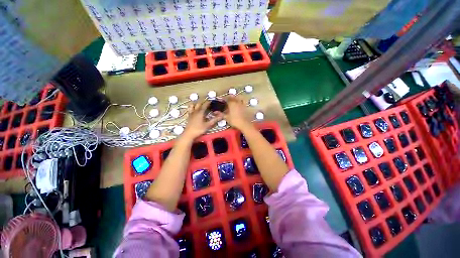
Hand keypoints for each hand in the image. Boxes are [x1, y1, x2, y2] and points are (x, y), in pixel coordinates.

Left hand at [182, 101, 221, 139]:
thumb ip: (214, 120)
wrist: (189, 134)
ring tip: (199, 104)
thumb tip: (221, 116)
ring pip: (193, 105)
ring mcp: (191, 113)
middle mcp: (195, 111)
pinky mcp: (188, 116)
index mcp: (200, 112)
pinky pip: (190, 110)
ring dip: (196, 104)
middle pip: (199, 104)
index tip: (211, 101)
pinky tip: (193, 110)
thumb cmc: (199, 129)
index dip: (208, 102)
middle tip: (207, 103)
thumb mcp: (208, 125)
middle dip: (203, 102)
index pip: (205, 105)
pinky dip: (192, 107)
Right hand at [220, 96, 252, 131]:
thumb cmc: (234, 120)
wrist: (244, 124)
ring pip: (238, 98)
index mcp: (232, 103)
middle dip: (229, 97)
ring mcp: (242, 104)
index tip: (221, 100)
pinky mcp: (246, 107)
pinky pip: (243, 101)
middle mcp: (237, 102)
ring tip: (233, 100)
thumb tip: (215, 112)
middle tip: (226, 100)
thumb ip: (221, 114)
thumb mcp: (226, 117)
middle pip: (233, 97)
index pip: (226, 98)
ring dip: (235, 98)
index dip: (223, 98)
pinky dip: (240, 101)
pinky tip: (239, 104)